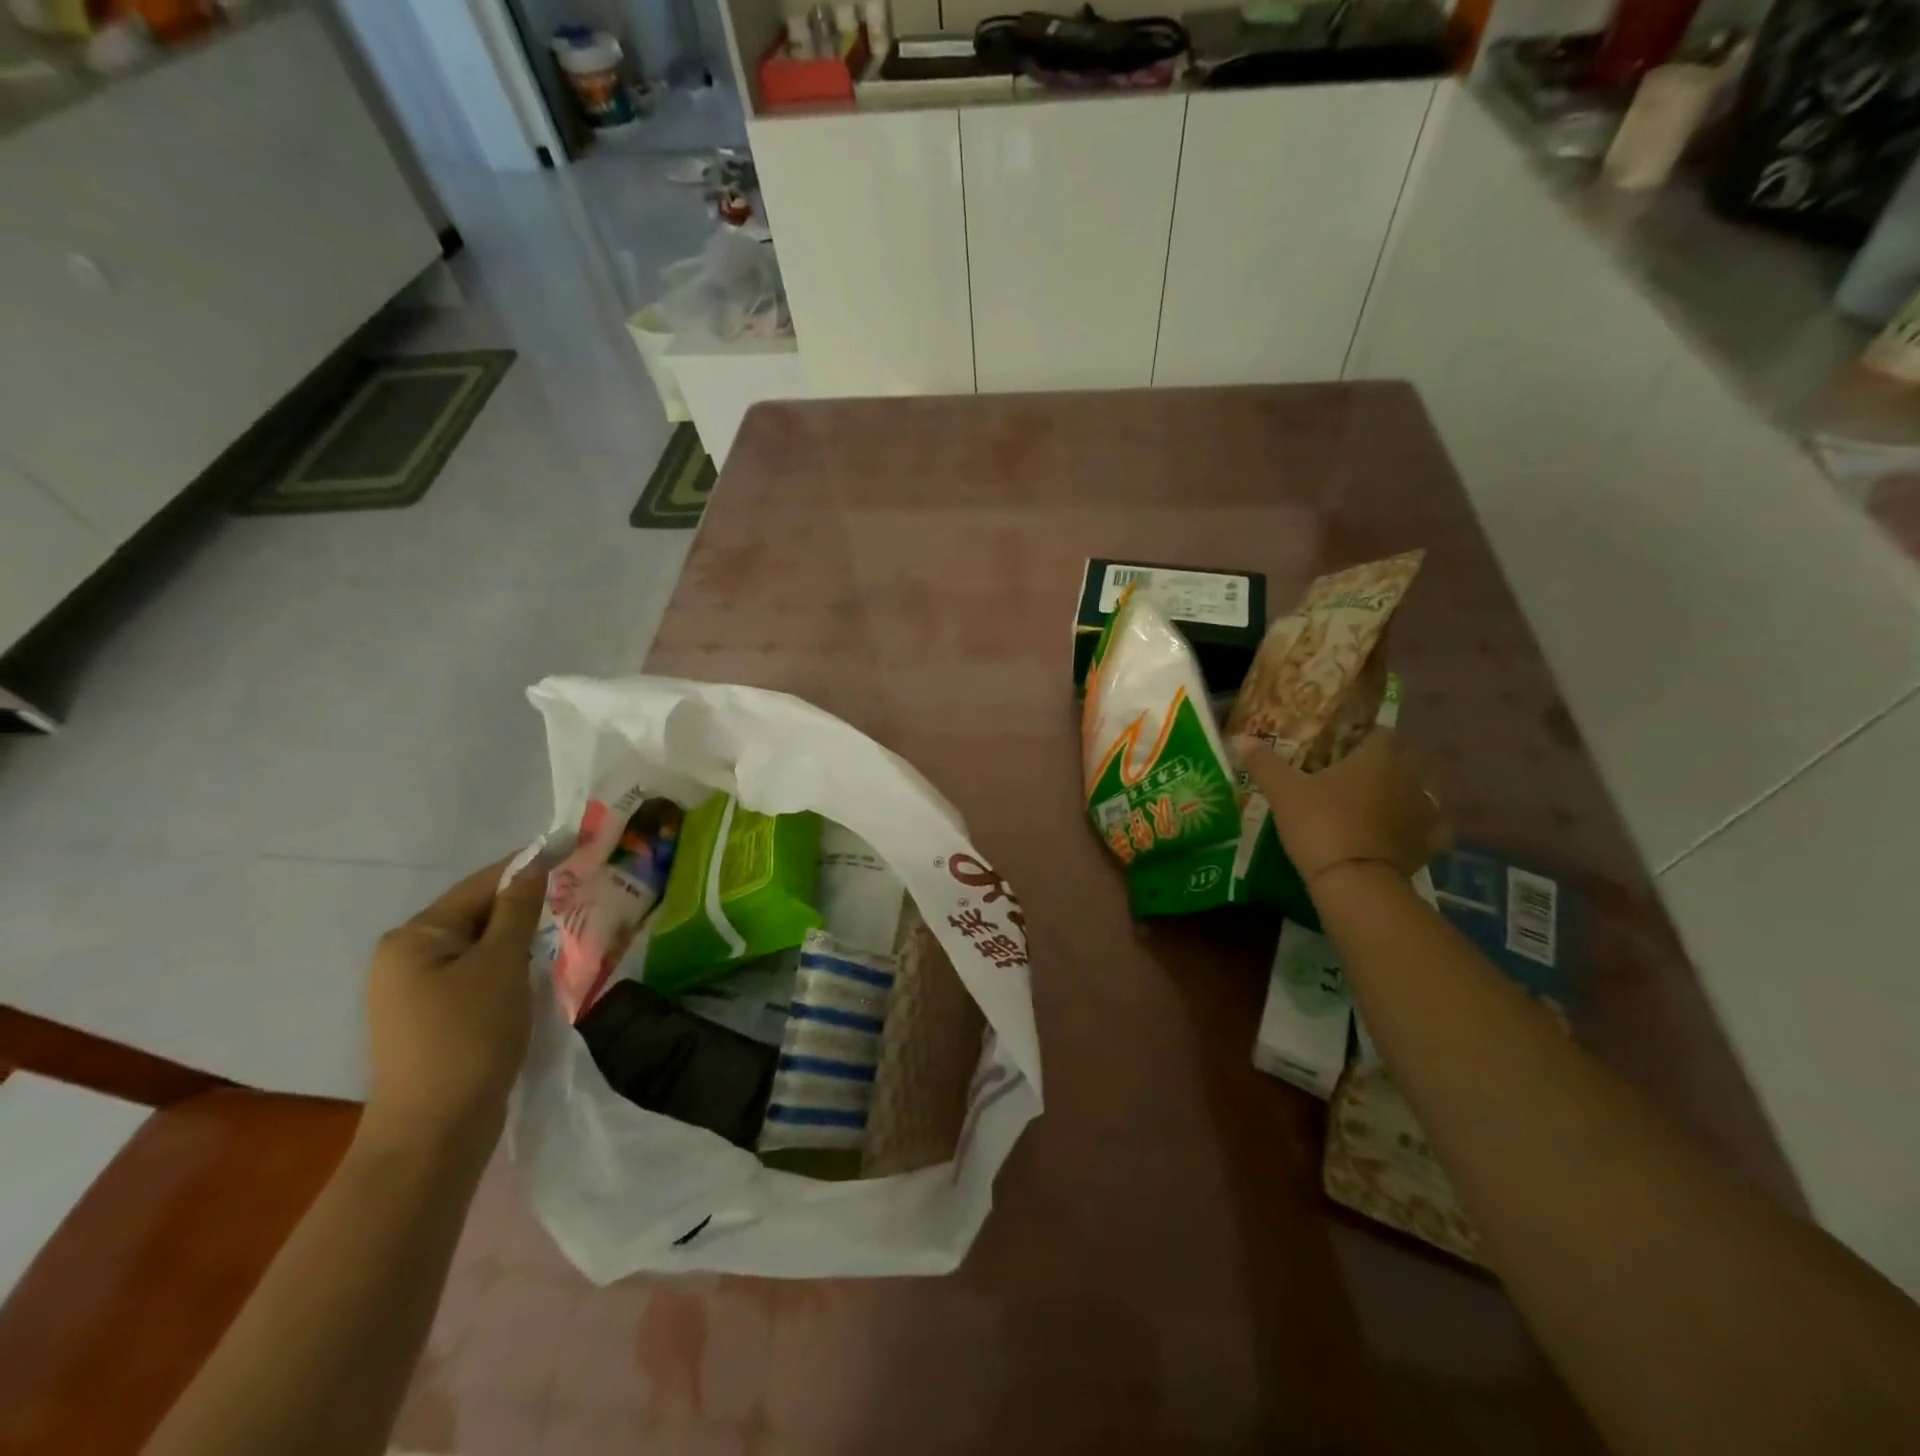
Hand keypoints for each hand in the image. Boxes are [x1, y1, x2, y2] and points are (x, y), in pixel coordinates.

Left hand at [361, 857, 546, 1154]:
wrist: (434, 1133)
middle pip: (477, 913)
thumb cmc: (468, 1037)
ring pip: (480, 945)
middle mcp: (405, 956)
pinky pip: (476, 973)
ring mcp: (414, 990)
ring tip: (566, 927)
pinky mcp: (432, 1017)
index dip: (528, 867)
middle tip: (578, 893)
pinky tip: (537, 969)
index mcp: (413, 937)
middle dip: (525, 904)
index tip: (572, 850)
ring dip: (520, 936)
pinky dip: (507, 965)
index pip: (480, 885)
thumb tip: (534, 865)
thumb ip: (518, 909)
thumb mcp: (501, 964)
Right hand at [1234, 728, 1446, 884]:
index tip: (1335, 748)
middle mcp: (1411, 777)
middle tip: (1344, 777)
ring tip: (1367, 807)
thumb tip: (1239, 737)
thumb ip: (1264, 762)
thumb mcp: (1283, 792)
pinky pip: (1428, 829)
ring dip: (1397, 795)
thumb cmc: (1320, 825)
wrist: (1355, 883)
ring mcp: (1425, 812)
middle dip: (1377, 765)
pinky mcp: (1429, 845)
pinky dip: (1416, 829)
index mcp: (1379, 756)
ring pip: (1415, 792)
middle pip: (1399, 760)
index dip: (1358, 736)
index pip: (1378, 731)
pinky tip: (1398, 834)